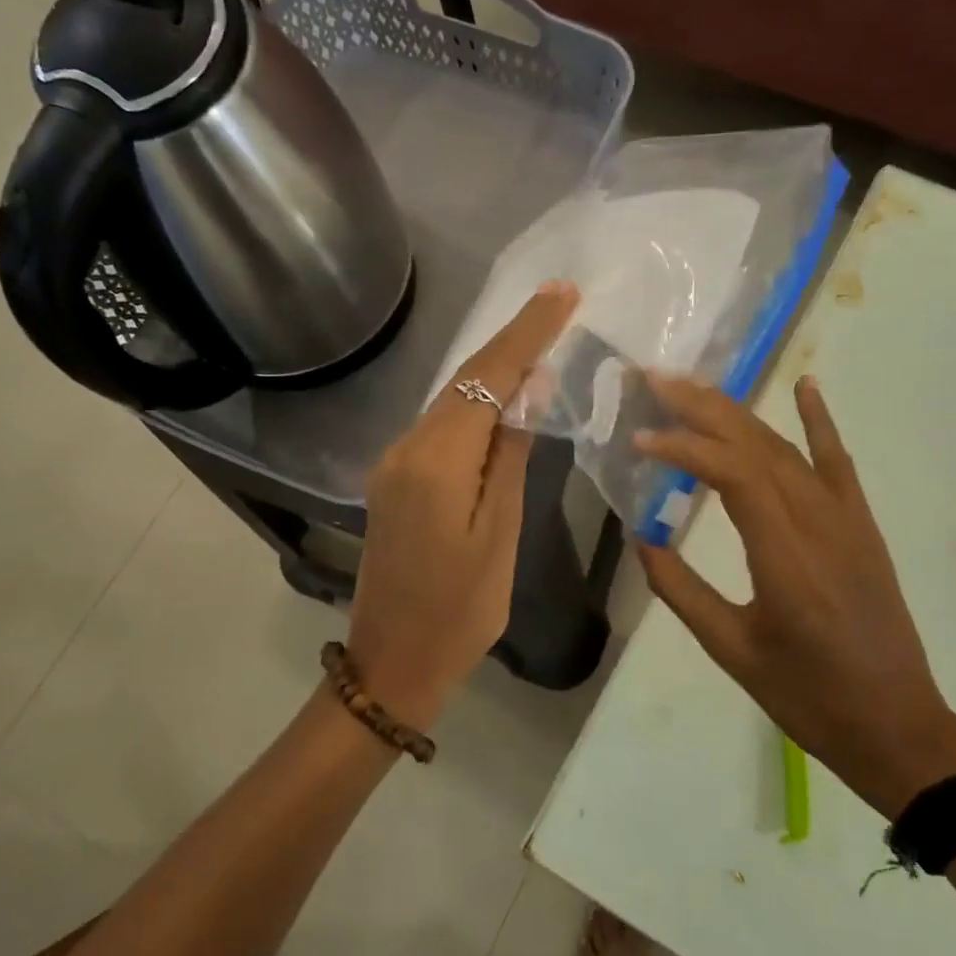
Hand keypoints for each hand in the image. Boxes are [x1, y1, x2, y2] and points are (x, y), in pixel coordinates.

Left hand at [345, 283, 579, 723]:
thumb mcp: (499, 533)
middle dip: (512, 338)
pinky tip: (504, 396)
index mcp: (436, 461)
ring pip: (452, 400)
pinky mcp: (394, 479)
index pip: (486, 378)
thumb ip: (511, 455)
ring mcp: (394, 463)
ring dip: (494, 368)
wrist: (393, 661)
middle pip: (465, 380)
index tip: (562, 293)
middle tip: (558, 301)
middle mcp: (406, 448)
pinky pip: (441, 427)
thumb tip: (530, 390)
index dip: (526, 332)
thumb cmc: (460, 609)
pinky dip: (475, 404)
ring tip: (541, 336)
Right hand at [635, 374, 955, 815]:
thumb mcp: (732, 651)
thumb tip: (642, 538)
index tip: (639, 439)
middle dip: (702, 407)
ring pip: (787, 448)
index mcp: (785, 555)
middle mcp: (818, 522)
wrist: (896, 724)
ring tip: (693, 387)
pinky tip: (804, 386)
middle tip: (654, 380)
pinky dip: (820, 421)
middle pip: (757, 445)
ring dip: (738, 412)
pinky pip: (838, 462)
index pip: (732, 474)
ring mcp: (846, 519)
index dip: (683, 448)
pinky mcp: (862, 525)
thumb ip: (682, 591)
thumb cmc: (808, 696)